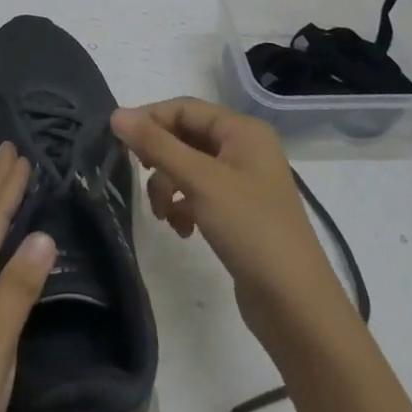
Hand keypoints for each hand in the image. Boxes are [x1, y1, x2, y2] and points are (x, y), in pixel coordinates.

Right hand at [112, 98, 349, 342]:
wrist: (294, 303)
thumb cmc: (250, 229)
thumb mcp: (200, 181)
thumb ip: (156, 145)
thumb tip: (117, 114)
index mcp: (243, 131)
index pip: (184, 108)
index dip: (150, 120)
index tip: (118, 143)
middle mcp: (244, 149)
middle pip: (184, 137)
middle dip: (159, 159)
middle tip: (137, 176)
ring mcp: (241, 181)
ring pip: (187, 167)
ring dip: (167, 186)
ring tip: (163, 214)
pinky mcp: (237, 211)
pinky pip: (197, 193)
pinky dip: (182, 206)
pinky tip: (181, 229)